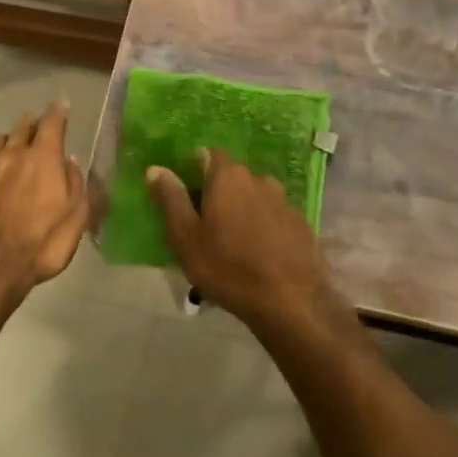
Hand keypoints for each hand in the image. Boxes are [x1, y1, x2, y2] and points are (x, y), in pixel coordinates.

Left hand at [0, 103, 87, 307]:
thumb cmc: (38, 246)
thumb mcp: (74, 221)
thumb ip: (76, 187)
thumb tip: (71, 163)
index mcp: (42, 159)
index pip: (53, 124)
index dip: (59, 112)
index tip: (62, 105)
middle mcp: (11, 155)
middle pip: (21, 128)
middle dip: (32, 124)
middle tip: (37, 125)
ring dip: (7, 142)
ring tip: (11, 147)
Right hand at [147, 149, 346, 335]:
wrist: (291, 302)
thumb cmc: (227, 267)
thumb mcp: (186, 237)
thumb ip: (171, 199)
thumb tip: (156, 169)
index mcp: (229, 177)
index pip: (208, 154)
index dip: (194, 170)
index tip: (185, 195)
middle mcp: (259, 180)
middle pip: (232, 178)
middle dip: (216, 194)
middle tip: (203, 226)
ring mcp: (285, 202)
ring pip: (254, 198)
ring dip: (241, 212)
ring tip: (231, 245)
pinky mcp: (301, 225)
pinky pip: (273, 218)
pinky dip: (262, 228)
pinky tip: (257, 255)